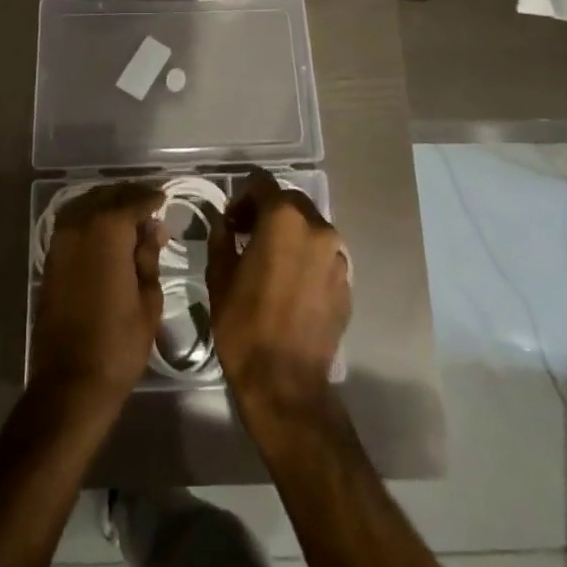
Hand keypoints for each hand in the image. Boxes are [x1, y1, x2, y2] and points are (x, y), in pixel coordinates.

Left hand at [30, 183, 166, 411]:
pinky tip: (104, 232)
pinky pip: (72, 223)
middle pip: (107, 196)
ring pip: (85, 205)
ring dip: (106, 204)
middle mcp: (80, 226)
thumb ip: (148, 256)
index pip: (134, 201)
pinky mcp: (50, 259)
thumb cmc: (119, 342)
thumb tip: (153, 228)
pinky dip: (89, 218)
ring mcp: (60, 241)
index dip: (152, 198)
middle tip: (149, 205)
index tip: (164, 198)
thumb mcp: (148, 298)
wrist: (71, 381)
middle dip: (129, 196)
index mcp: (108, 230)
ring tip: (128, 215)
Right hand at [208, 170, 351, 422]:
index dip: (242, 196)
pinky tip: (290, 287)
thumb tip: (226, 223)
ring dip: (289, 235)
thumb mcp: (219, 276)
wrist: (285, 383)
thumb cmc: (244, 324)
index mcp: (284, 219)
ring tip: (270, 263)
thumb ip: (222, 237)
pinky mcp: (347, 283)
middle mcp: (318, 228)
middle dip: (268, 212)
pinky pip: (323, 258)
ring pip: (310, 229)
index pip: (262, 183)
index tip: (232, 221)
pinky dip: (306, 260)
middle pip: (290, 202)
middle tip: (247, 237)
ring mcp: (338, 256)